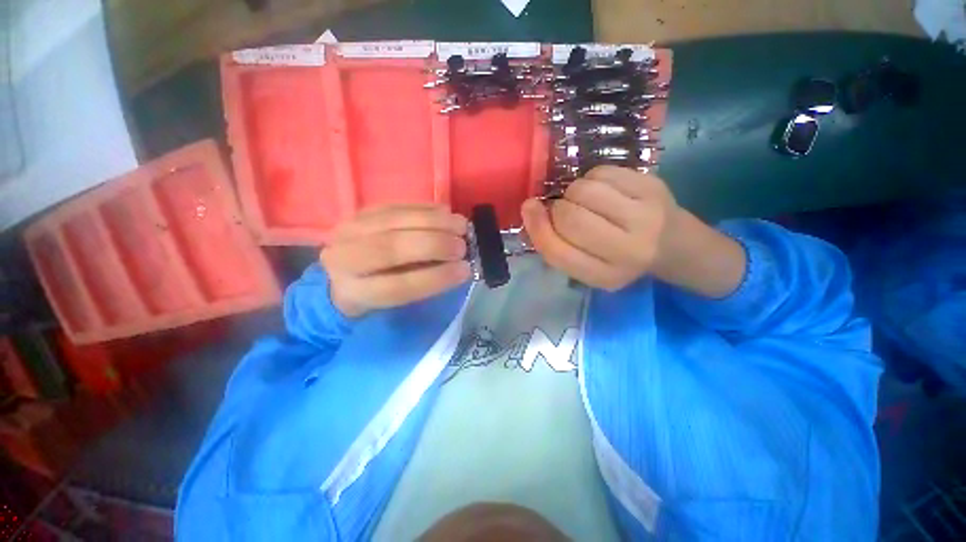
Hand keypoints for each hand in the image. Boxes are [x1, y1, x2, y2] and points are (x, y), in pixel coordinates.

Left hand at [320, 204, 471, 317]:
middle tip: (462, 246)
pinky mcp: (360, 211)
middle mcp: (345, 259)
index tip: (465, 270)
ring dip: (435, 221)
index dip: (435, 278)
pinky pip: (397, 205)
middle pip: (391, 247)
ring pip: (394, 220)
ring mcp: (350, 229)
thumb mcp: (391, 302)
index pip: (397, 287)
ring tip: (461, 226)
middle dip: (435, 245)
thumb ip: (420, 285)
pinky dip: (426, 208)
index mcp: (353, 293)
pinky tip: (446, 212)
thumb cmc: (374, 291)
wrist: (341, 270)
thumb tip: (456, 266)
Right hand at [522, 166, 678, 290]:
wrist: (673, 244)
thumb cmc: (619, 257)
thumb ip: (556, 246)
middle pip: (570, 218)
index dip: (537, 228)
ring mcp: (644, 217)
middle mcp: (627, 251)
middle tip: (564, 209)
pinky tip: (602, 189)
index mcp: (605, 276)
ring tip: (585, 200)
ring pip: (584, 191)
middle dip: (557, 208)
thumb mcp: (586, 265)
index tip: (530, 209)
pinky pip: (602, 173)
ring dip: (574, 192)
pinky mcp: (652, 187)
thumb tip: (530, 209)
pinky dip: (592, 178)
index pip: (557, 251)